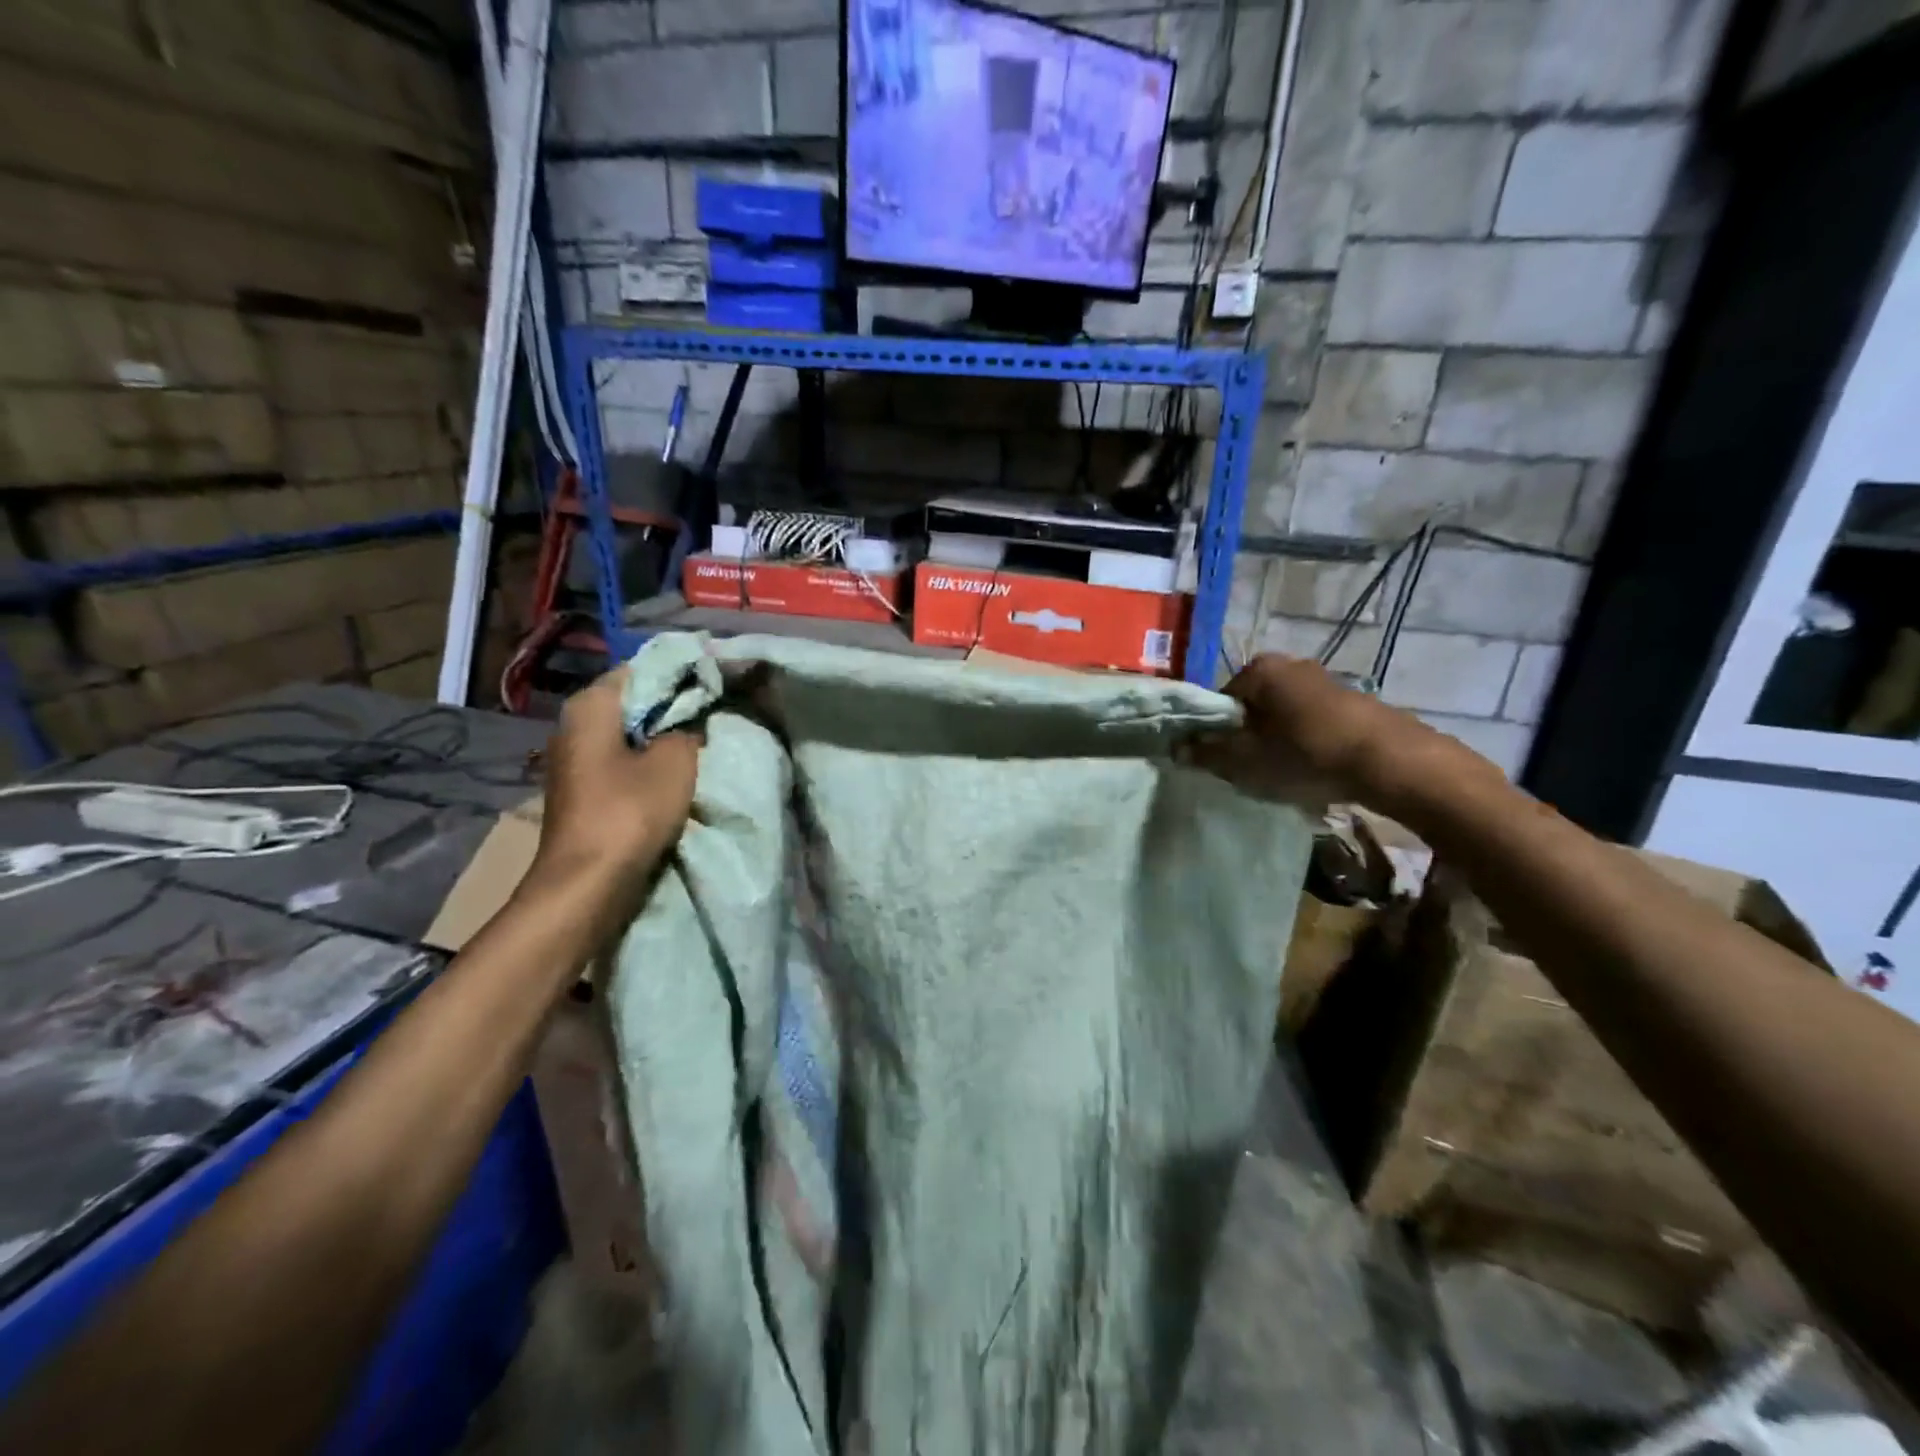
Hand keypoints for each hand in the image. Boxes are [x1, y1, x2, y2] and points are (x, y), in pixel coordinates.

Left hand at [534, 668, 699, 883]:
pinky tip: (676, 774)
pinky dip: (647, 763)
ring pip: (628, 735)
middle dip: (671, 706)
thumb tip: (689, 723)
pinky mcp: (583, 792)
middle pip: (632, 703)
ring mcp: (574, 762)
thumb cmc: (630, 810)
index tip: (712, 681)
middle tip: (713, 711)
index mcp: (590, 706)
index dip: (678, 673)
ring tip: (701, 741)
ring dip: (661, 738)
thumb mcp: (676, 761)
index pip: (640, 670)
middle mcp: (573, 727)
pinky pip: (621, 764)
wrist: (588, 882)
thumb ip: (687, 731)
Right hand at [1186, 654, 1449, 810]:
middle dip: (1247, 738)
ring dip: (1277, 742)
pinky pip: (1311, 722)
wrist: (1391, 761)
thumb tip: (1176, 747)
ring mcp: (1323, 680)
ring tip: (1286, 774)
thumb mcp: (1246, 761)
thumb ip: (1206, 753)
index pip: (1218, 702)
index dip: (1215, 735)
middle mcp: (1289, 664)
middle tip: (1252, 771)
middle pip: (1250, 707)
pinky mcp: (1351, 700)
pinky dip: (1306, 743)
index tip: (1223, 762)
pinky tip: (1315, 769)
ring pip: (1282, 716)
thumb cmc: (1306, 754)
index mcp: (1258, 670)